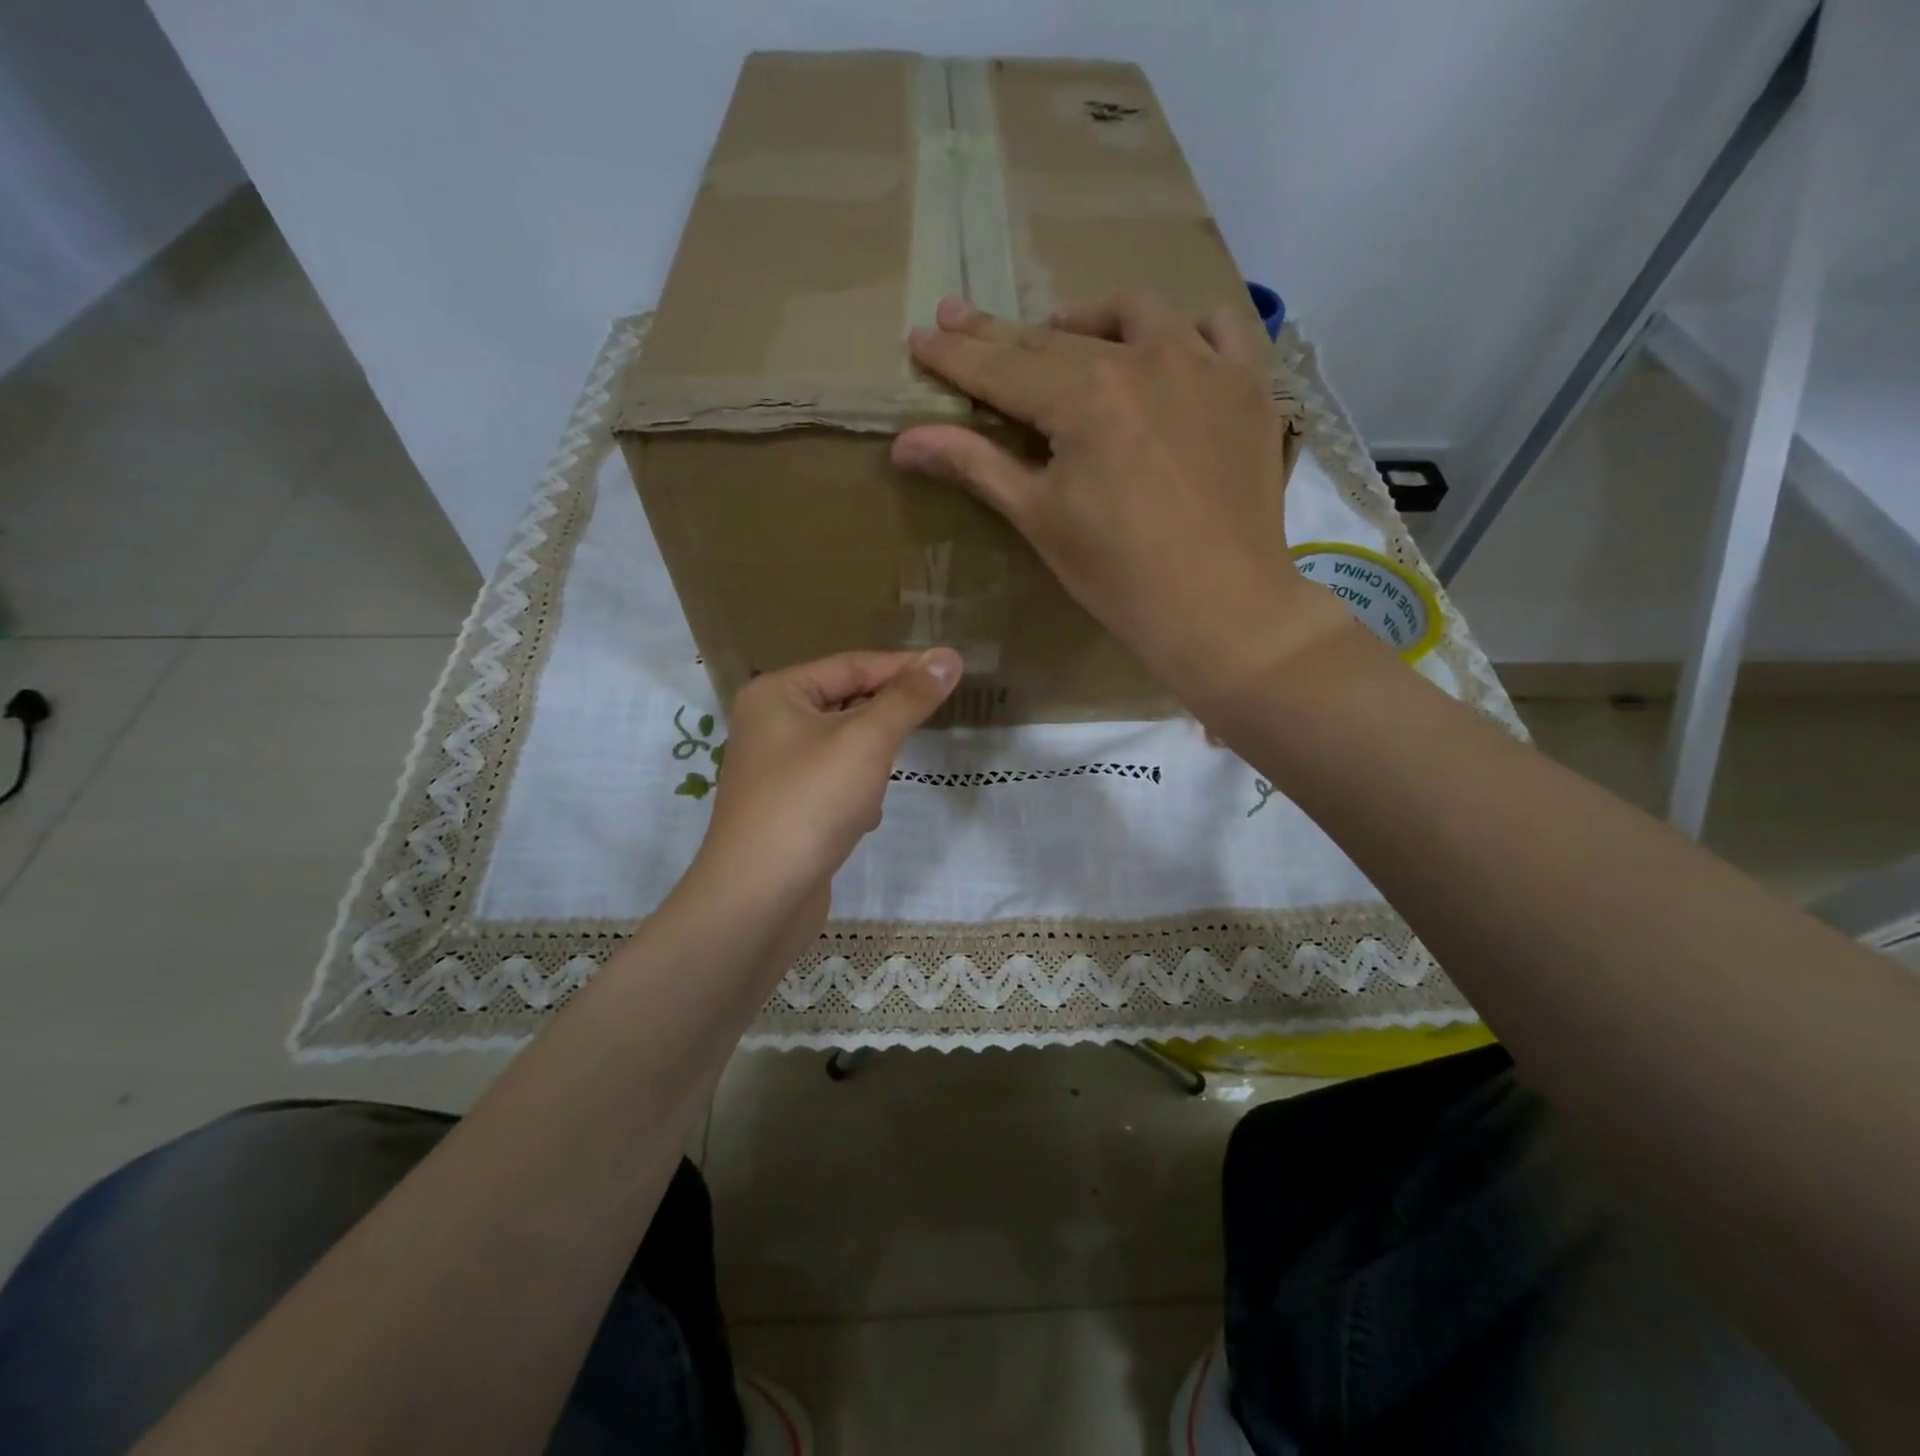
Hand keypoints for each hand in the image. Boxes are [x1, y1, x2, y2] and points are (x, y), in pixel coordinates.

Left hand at [685, 650, 961, 938]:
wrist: (759, 898)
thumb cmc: (811, 802)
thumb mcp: (867, 740)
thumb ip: (909, 697)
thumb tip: (949, 656)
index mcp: (776, 694)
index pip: (851, 665)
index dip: (902, 668)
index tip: (950, 674)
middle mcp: (769, 725)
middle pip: (845, 704)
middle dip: (883, 723)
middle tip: (925, 725)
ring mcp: (775, 770)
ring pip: (843, 748)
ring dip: (870, 764)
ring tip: (881, 783)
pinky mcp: (785, 809)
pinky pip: (832, 784)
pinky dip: (854, 795)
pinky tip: (862, 818)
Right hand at [891, 292, 1353, 709]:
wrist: (1221, 609)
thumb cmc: (1119, 576)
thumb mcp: (1039, 519)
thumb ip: (974, 465)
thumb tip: (903, 442)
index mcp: (1085, 398)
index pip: (1003, 369)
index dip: (957, 355)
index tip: (921, 334)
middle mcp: (1144, 359)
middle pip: (1056, 340)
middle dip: (1001, 334)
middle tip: (961, 318)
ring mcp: (1205, 365)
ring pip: (1135, 314)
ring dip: (1086, 320)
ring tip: (1061, 335)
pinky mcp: (1248, 385)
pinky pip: (1217, 328)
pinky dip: (1182, 328)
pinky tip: (1164, 346)